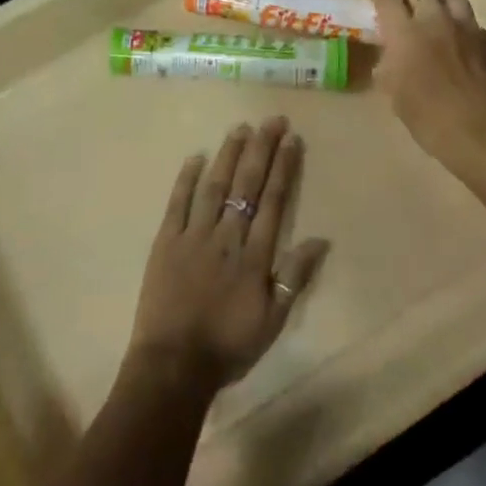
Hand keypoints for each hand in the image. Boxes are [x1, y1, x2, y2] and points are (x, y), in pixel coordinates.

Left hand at [127, 118, 327, 392]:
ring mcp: (193, 236)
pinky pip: (177, 203)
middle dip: (261, 149)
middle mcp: (226, 236)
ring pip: (214, 186)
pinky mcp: (165, 242)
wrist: (173, 365)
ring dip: (228, 155)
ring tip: (240, 128)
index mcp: (254, 254)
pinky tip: (196, 156)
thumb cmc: (228, 345)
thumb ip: (295, 277)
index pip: (273, 200)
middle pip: (246, 185)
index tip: (291, 139)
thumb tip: (320, 239)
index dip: (283, 168)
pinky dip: (186, 178)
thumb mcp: (273, 321)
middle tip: (271, 120)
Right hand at [371, 0, 485, 170]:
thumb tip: (391, 56)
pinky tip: (467, 52)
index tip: (382, 6)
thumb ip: (389, 67)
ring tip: (441, 25)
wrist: (484, 133)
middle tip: (410, 12)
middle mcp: (436, 20)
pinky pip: (476, 26)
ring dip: (443, 7)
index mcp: (405, 33)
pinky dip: (467, 33)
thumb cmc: (429, 119)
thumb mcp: (395, 95)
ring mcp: (469, 28)